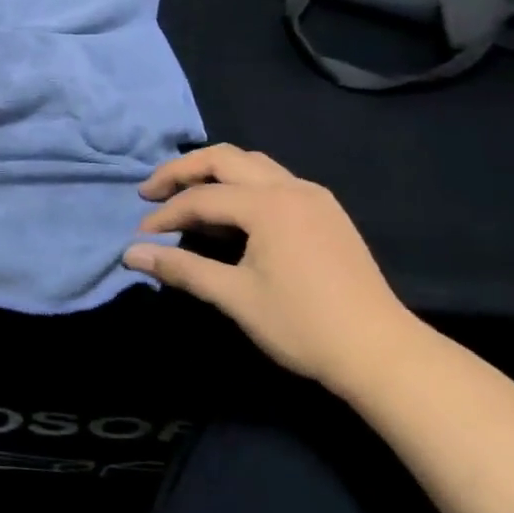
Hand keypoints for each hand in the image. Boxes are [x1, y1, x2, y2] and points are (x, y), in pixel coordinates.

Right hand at [122, 145, 425, 391]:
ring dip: (213, 172)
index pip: (200, 198)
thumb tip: (130, 254)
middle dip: (182, 171)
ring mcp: (313, 196)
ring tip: (185, 194)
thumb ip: (180, 268)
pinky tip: (231, 211)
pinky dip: (241, 184)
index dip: (165, 215)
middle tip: (151, 191)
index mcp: (267, 205)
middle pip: (223, 158)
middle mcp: (290, 187)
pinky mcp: (326, 211)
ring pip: (251, 163)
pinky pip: (273, 179)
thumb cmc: (303, 324)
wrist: (383, 353)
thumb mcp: (234, 297)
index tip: (141, 237)